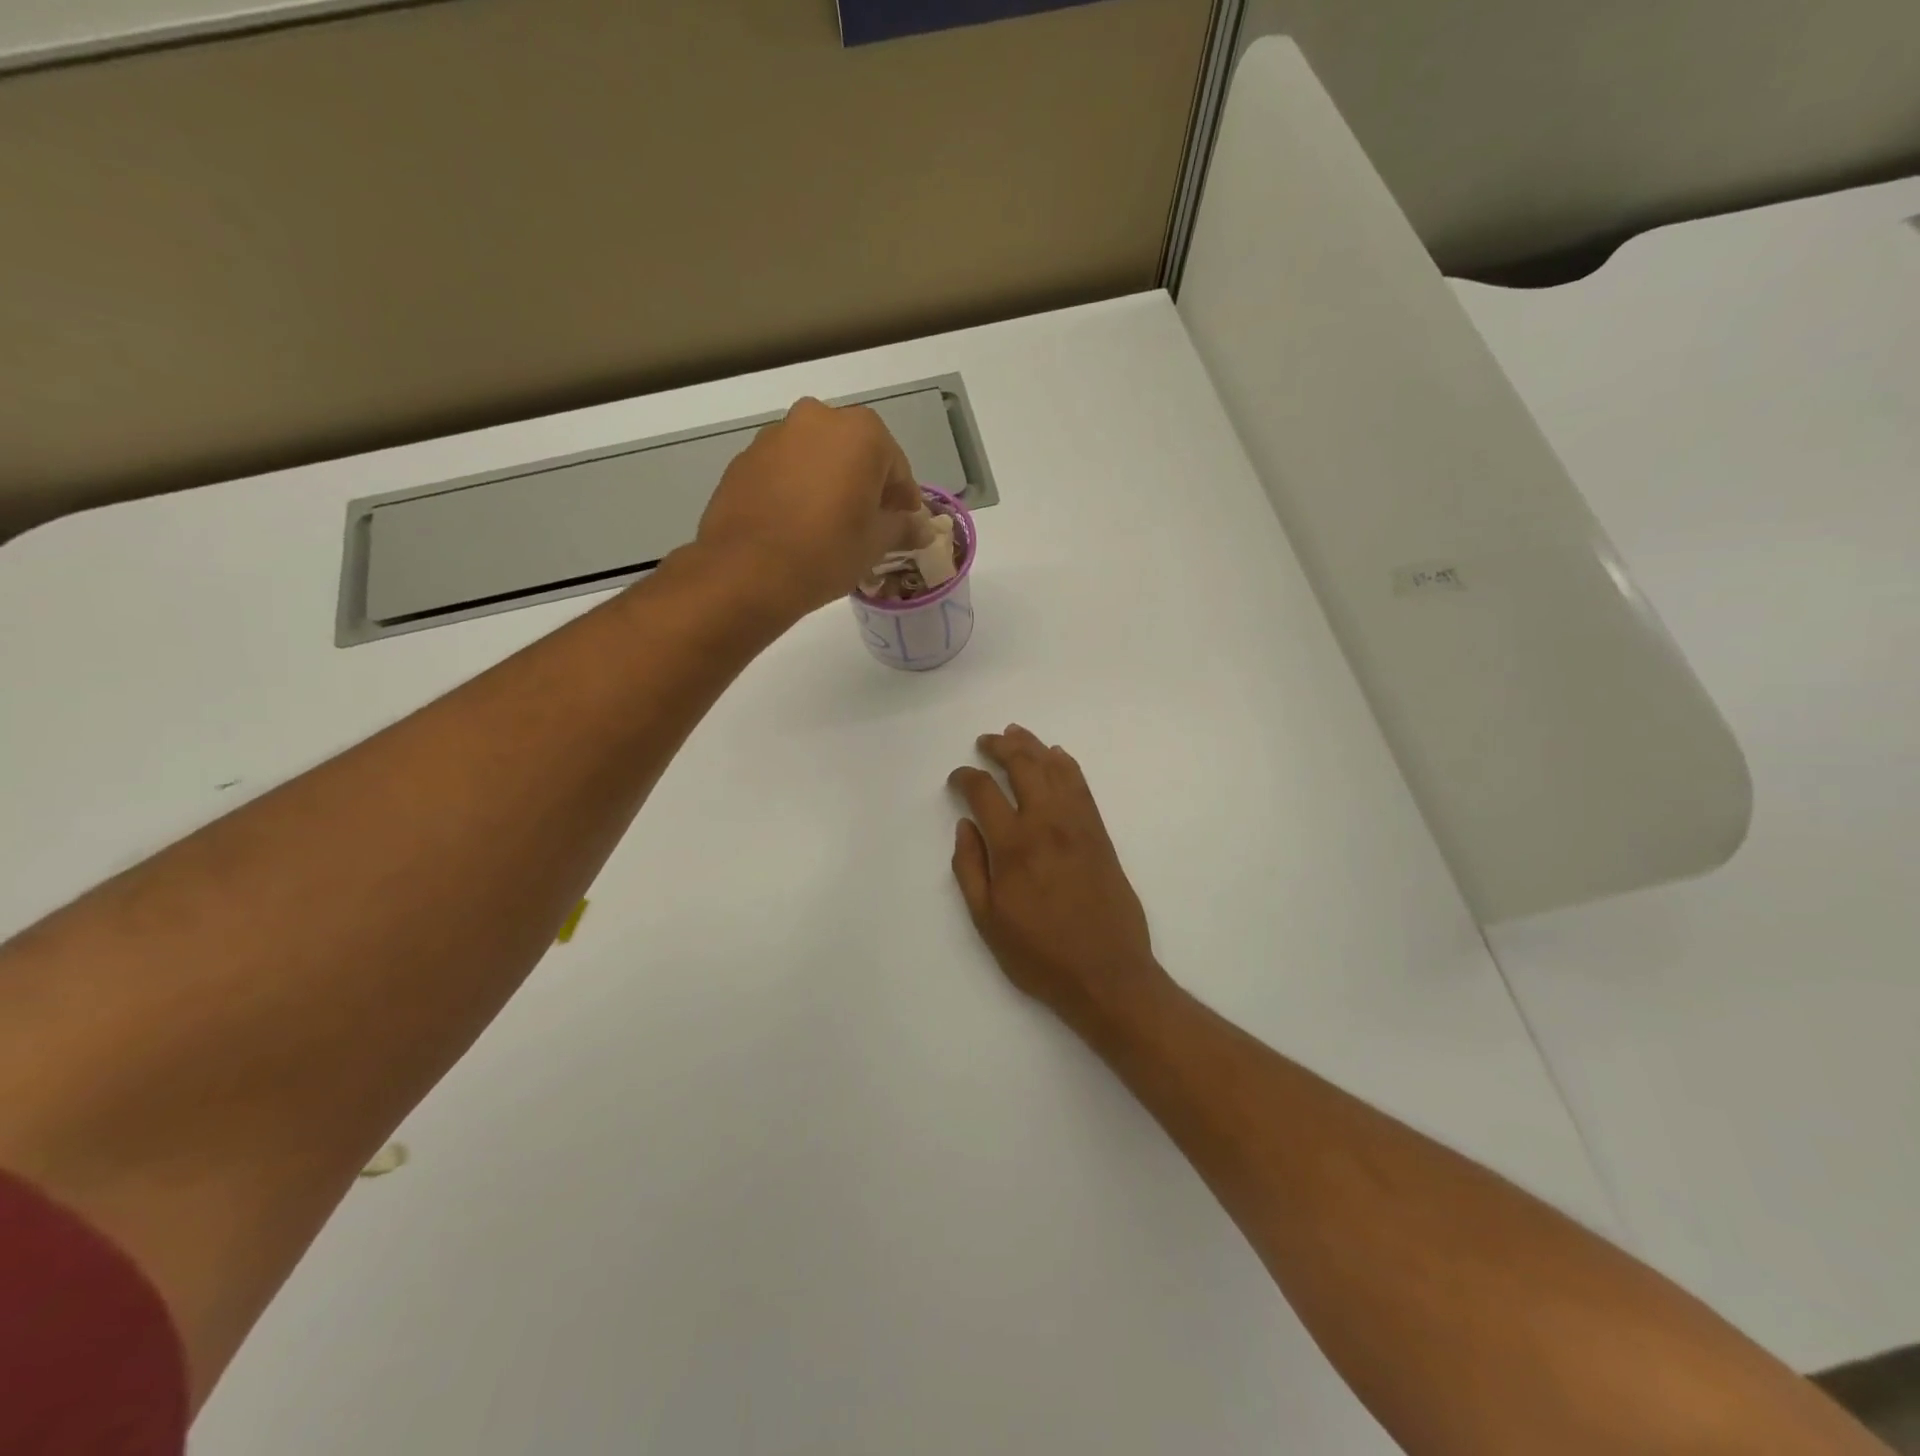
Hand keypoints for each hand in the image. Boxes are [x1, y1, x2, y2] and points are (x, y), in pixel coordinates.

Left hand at [697, 397, 924, 614]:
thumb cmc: (827, 551)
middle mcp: (817, 419)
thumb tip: (921, 528)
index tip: (903, 524)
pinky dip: (796, 489)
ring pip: (816, 458)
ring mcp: (775, 436)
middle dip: (864, 484)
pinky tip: (796, 524)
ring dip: (828, 483)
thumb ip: (902, 527)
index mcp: (860, 432)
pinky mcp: (744, 459)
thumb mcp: (876, 543)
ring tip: (828, 526)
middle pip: (854, 453)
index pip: (896, 466)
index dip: (903, 499)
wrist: (747, 571)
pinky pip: (785, 471)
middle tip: (867, 524)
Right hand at [948, 726, 1172, 1032]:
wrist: (1107, 974)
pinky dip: (1067, 764)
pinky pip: (1082, 785)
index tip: (957, 778)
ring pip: (1055, 767)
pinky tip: (1056, 756)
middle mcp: (1047, 823)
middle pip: (1023, 765)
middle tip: (985, 742)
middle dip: (1000, 746)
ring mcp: (1079, 824)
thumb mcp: (987, 921)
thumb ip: (970, 868)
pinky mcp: (1100, 833)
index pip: (983, 791)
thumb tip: (965, 826)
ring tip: (1016, 734)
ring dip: (1033, 745)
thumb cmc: (1040, 954)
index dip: (965, 777)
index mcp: (1014, 845)